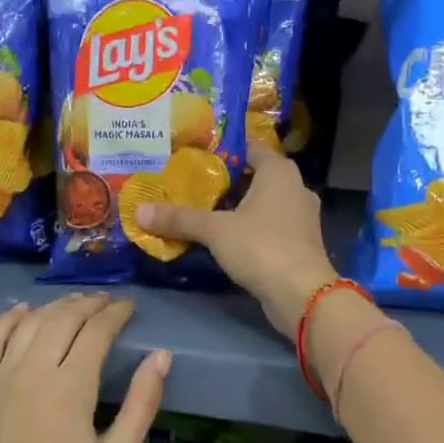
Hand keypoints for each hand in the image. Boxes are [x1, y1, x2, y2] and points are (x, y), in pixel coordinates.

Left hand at [0, 295, 167, 442]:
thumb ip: (140, 406)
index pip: (96, 331)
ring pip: (30, 323)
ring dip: (56, 306)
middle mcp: (32, 372)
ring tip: (76, 303)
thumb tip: (161, 357)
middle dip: (89, 304)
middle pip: (63, 319)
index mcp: (70, 389)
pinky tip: (22, 310)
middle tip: (108, 303)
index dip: (115, 314)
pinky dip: (8, 319)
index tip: (130, 307)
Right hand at [135, 149, 337, 335]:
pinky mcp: (300, 243)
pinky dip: (249, 227)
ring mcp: (301, 216)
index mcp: (279, 171)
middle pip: (255, 175)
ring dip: (237, 206)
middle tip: (191, 184)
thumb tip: (140, 211)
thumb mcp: (215, 230)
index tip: (194, 156)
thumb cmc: (261, 247)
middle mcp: (295, 187)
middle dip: (225, 180)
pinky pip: (269, 225)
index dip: (222, 149)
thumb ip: (180, 218)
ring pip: (263, 202)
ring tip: (203, 210)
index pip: (249, 147)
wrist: (303, 295)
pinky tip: (225, 237)